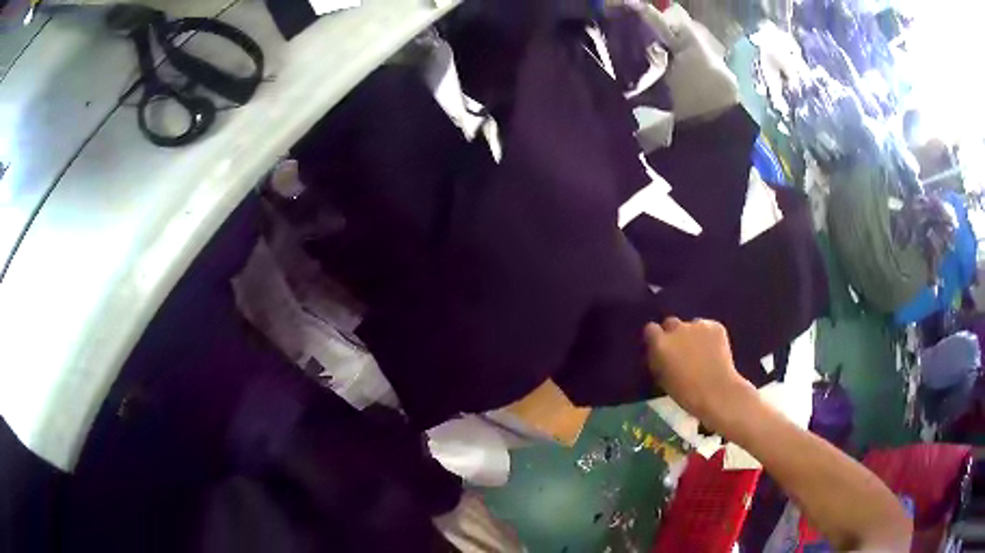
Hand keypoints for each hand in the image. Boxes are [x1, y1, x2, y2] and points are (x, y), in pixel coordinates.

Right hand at [644, 318, 755, 432]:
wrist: (717, 392)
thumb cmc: (686, 393)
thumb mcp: (662, 378)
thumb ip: (658, 359)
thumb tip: (659, 351)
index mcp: (661, 343)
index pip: (651, 329)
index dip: (656, 338)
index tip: (660, 347)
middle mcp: (677, 328)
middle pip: (671, 323)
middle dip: (674, 333)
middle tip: (681, 349)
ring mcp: (698, 324)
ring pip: (692, 325)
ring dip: (693, 335)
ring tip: (701, 351)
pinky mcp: (716, 326)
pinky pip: (708, 327)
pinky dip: (709, 336)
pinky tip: (714, 351)